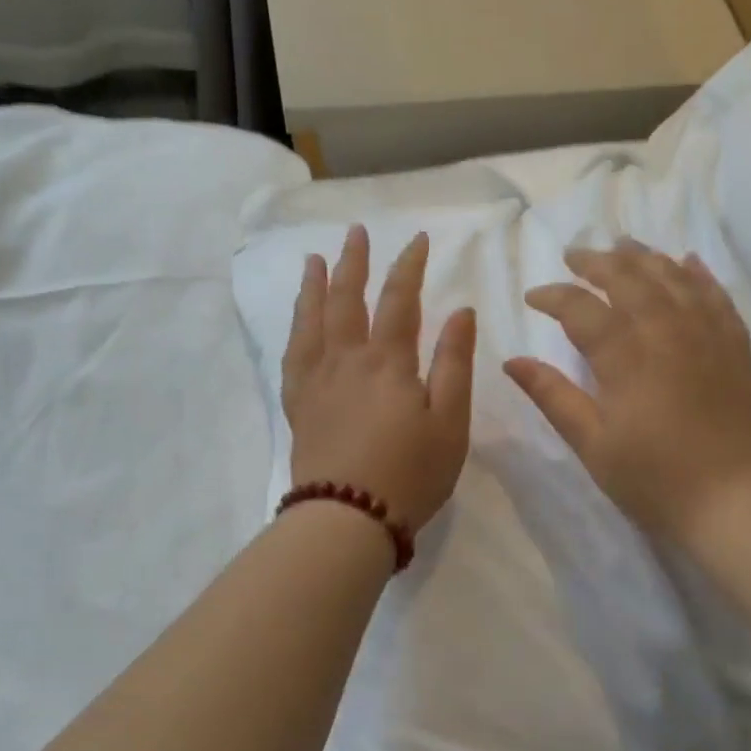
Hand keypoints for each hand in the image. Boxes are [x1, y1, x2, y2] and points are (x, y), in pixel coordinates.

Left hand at [283, 224, 475, 530]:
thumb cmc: (411, 473)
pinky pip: (292, 356)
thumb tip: (459, 311)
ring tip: (314, 260)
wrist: (348, 518)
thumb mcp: (450, 421)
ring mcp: (316, 382)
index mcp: (387, 362)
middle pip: (346, 298)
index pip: (399, 300)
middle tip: (356, 232)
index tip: (416, 239)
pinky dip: (294, 330)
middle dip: (353, 262)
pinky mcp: (298, 406)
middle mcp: (346, 360)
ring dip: (314, 286)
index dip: (408, 266)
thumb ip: (454, 363)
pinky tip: (297, 324)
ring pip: (311, 321)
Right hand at [505, 239, 750, 542]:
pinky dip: (698, 274)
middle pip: (628, 278)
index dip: (554, 296)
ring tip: (622, 244)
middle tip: (574, 254)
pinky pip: (716, 295)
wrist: (738, 501)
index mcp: (626, 356)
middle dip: (596, 262)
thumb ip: (554, 397)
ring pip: (672, 277)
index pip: (582, 309)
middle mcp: (666, 331)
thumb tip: (512, 361)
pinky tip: (687, 261)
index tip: (533, 296)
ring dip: (644, 257)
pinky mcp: (736, 347)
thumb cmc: (656, 480)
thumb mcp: (593, 445)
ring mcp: (707, 334)